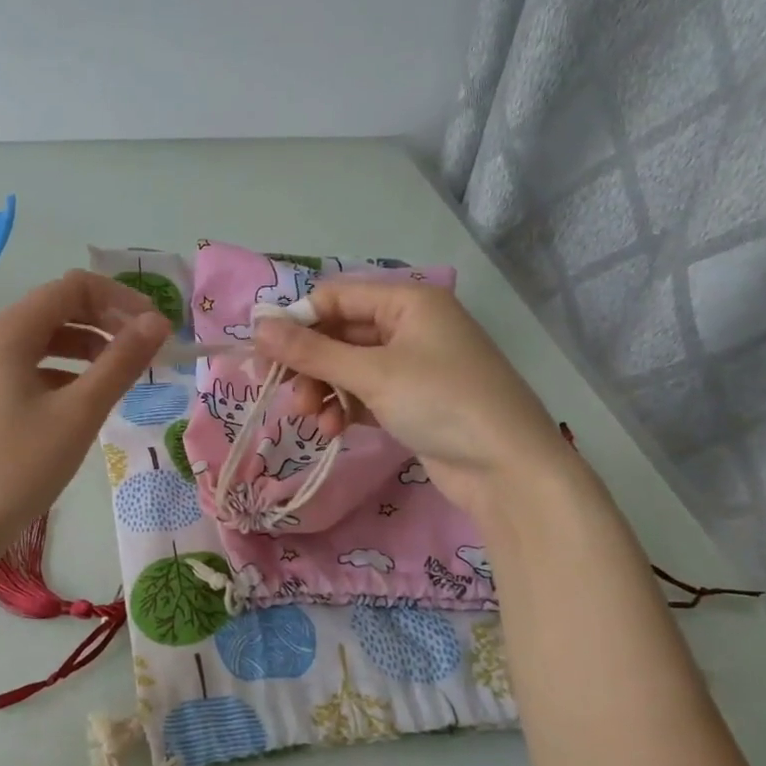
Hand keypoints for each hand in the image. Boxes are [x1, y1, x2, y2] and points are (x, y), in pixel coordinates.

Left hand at [0, 270, 169, 566]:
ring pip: (42, 341)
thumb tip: (158, 323)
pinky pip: (26, 369)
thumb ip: (121, 363)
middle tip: (145, 352)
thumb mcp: (79, 414)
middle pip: (56, 309)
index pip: (72, 288)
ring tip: (121, 377)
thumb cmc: (19, 469)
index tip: (156, 330)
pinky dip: (61, 373)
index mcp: (6, 333)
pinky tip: (82, 402)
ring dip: (86, 348)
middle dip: (105, 322)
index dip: (121, 300)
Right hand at [251, 280, 567, 511]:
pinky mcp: (411, 400)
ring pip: (347, 367)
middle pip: (338, 333)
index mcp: (408, 301)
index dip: (297, 323)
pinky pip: (363, 393)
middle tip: (286, 393)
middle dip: (310, 364)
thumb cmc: (442, 403)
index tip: (265, 357)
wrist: (507, 467)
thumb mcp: (372, 374)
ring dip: (323, 390)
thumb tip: (258, 326)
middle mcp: (409, 325)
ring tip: (312, 417)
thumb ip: (312, 351)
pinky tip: (333, 429)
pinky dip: (344, 407)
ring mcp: (411, 364)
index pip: (335, 297)